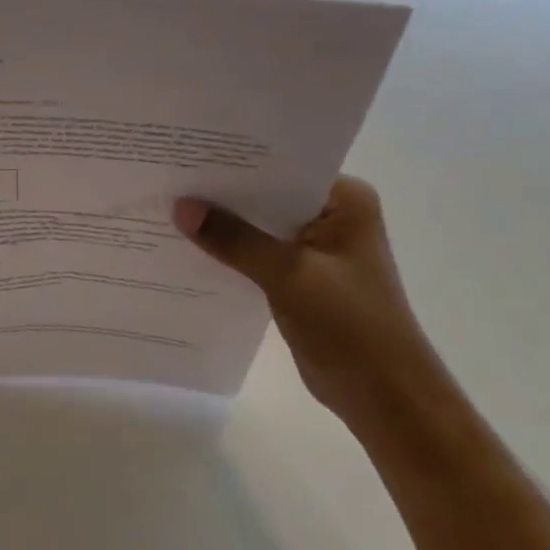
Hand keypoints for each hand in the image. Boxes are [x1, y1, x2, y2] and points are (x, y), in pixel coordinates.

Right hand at [174, 175, 439, 423]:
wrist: (383, 396)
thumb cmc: (352, 325)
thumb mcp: (290, 275)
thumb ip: (235, 239)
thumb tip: (181, 207)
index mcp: (344, 201)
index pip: (282, 167)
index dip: (236, 161)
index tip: (189, 153)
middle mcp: (330, 215)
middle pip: (265, 195)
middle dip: (221, 193)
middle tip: (168, 177)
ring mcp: (313, 247)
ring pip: (257, 226)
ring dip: (221, 224)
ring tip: (167, 206)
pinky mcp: (297, 276)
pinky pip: (255, 253)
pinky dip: (228, 252)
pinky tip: (187, 247)